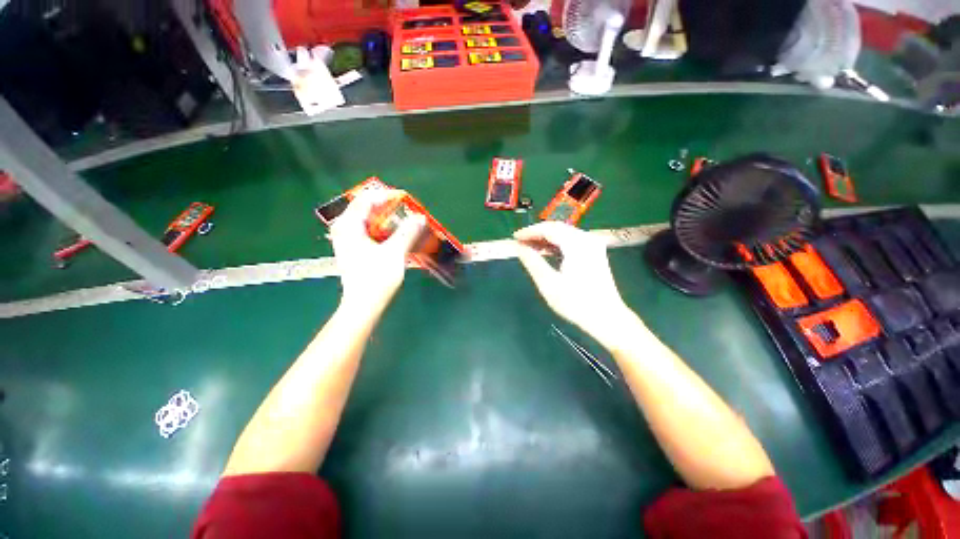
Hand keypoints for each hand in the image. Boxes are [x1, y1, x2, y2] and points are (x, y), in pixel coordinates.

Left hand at [329, 190, 425, 313]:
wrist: (364, 305)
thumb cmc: (376, 278)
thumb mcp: (395, 252)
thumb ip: (407, 232)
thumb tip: (420, 217)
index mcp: (349, 225)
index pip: (367, 199)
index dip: (387, 196)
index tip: (406, 198)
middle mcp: (345, 229)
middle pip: (367, 209)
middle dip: (389, 208)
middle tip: (408, 211)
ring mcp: (348, 240)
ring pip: (370, 221)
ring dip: (389, 220)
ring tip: (406, 222)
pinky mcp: (355, 250)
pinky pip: (371, 232)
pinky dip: (385, 231)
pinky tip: (398, 236)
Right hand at [514, 222, 632, 346]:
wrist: (606, 318)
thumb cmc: (575, 303)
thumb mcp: (548, 283)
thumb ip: (532, 261)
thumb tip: (518, 247)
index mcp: (577, 244)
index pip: (549, 228)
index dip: (530, 231)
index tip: (514, 238)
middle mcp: (587, 239)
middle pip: (557, 228)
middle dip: (536, 234)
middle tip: (520, 243)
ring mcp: (592, 245)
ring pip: (564, 234)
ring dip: (545, 239)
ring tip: (528, 248)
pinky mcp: (594, 253)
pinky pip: (571, 242)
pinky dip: (556, 245)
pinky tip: (545, 253)